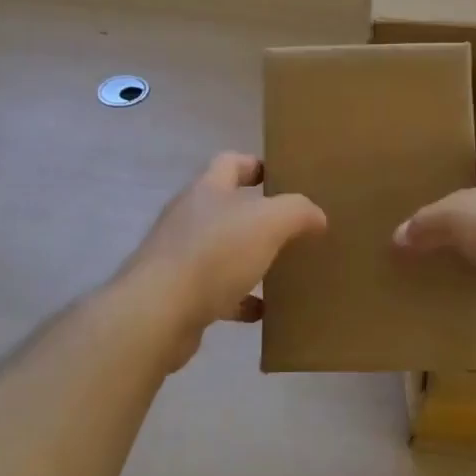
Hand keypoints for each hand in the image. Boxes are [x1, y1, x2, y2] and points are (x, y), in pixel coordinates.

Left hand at [120, 153, 326, 364]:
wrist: (157, 313)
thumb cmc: (214, 254)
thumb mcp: (268, 222)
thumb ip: (297, 212)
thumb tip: (317, 216)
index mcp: (207, 190)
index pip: (230, 162)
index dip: (256, 165)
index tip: (284, 178)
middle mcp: (189, 217)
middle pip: (226, 207)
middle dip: (258, 216)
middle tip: (292, 227)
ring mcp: (179, 256)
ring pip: (222, 250)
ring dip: (249, 258)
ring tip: (282, 269)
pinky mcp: (177, 294)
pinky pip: (216, 291)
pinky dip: (240, 299)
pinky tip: (261, 311)